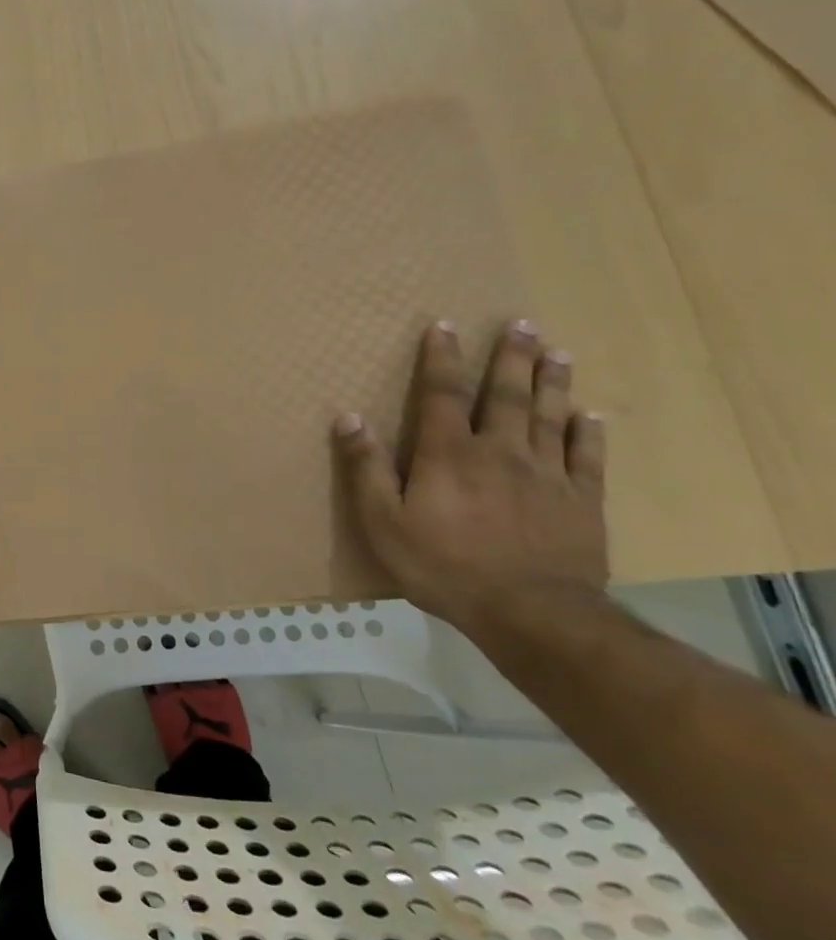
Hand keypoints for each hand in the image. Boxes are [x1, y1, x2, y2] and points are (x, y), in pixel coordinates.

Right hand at [332, 320, 608, 627]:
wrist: (532, 614)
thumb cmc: (443, 566)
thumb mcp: (383, 522)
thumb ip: (367, 468)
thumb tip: (349, 417)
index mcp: (449, 454)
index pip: (442, 394)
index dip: (441, 359)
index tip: (444, 326)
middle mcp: (501, 453)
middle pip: (507, 396)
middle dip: (512, 358)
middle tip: (523, 324)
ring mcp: (548, 477)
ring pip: (551, 418)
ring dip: (552, 383)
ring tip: (558, 353)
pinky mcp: (583, 503)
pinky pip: (587, 459)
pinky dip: (589, 434)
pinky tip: (590, 416)